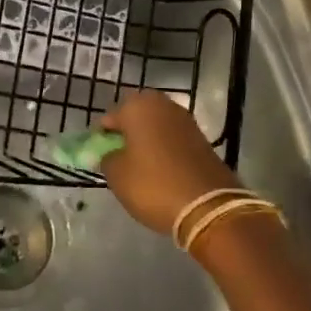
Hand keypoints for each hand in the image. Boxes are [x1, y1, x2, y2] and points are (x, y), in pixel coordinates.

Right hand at [99, 90, 235, 234]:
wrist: (208, 206)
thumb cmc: (153, 185)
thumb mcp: (117, 175)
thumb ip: (106, 158)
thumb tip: (110, 154)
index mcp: (137, 106)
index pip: (109, 119)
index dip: (102, 139)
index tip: (101, 159)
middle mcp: (162, 104)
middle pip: (134, 117)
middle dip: (127, 135)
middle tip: (121, 160)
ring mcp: (185, 119)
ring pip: (155, 126)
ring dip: (147, 141)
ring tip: (142, 168)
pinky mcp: (201, 137)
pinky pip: (172, 138)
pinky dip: (164, 149)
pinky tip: (161, 170)